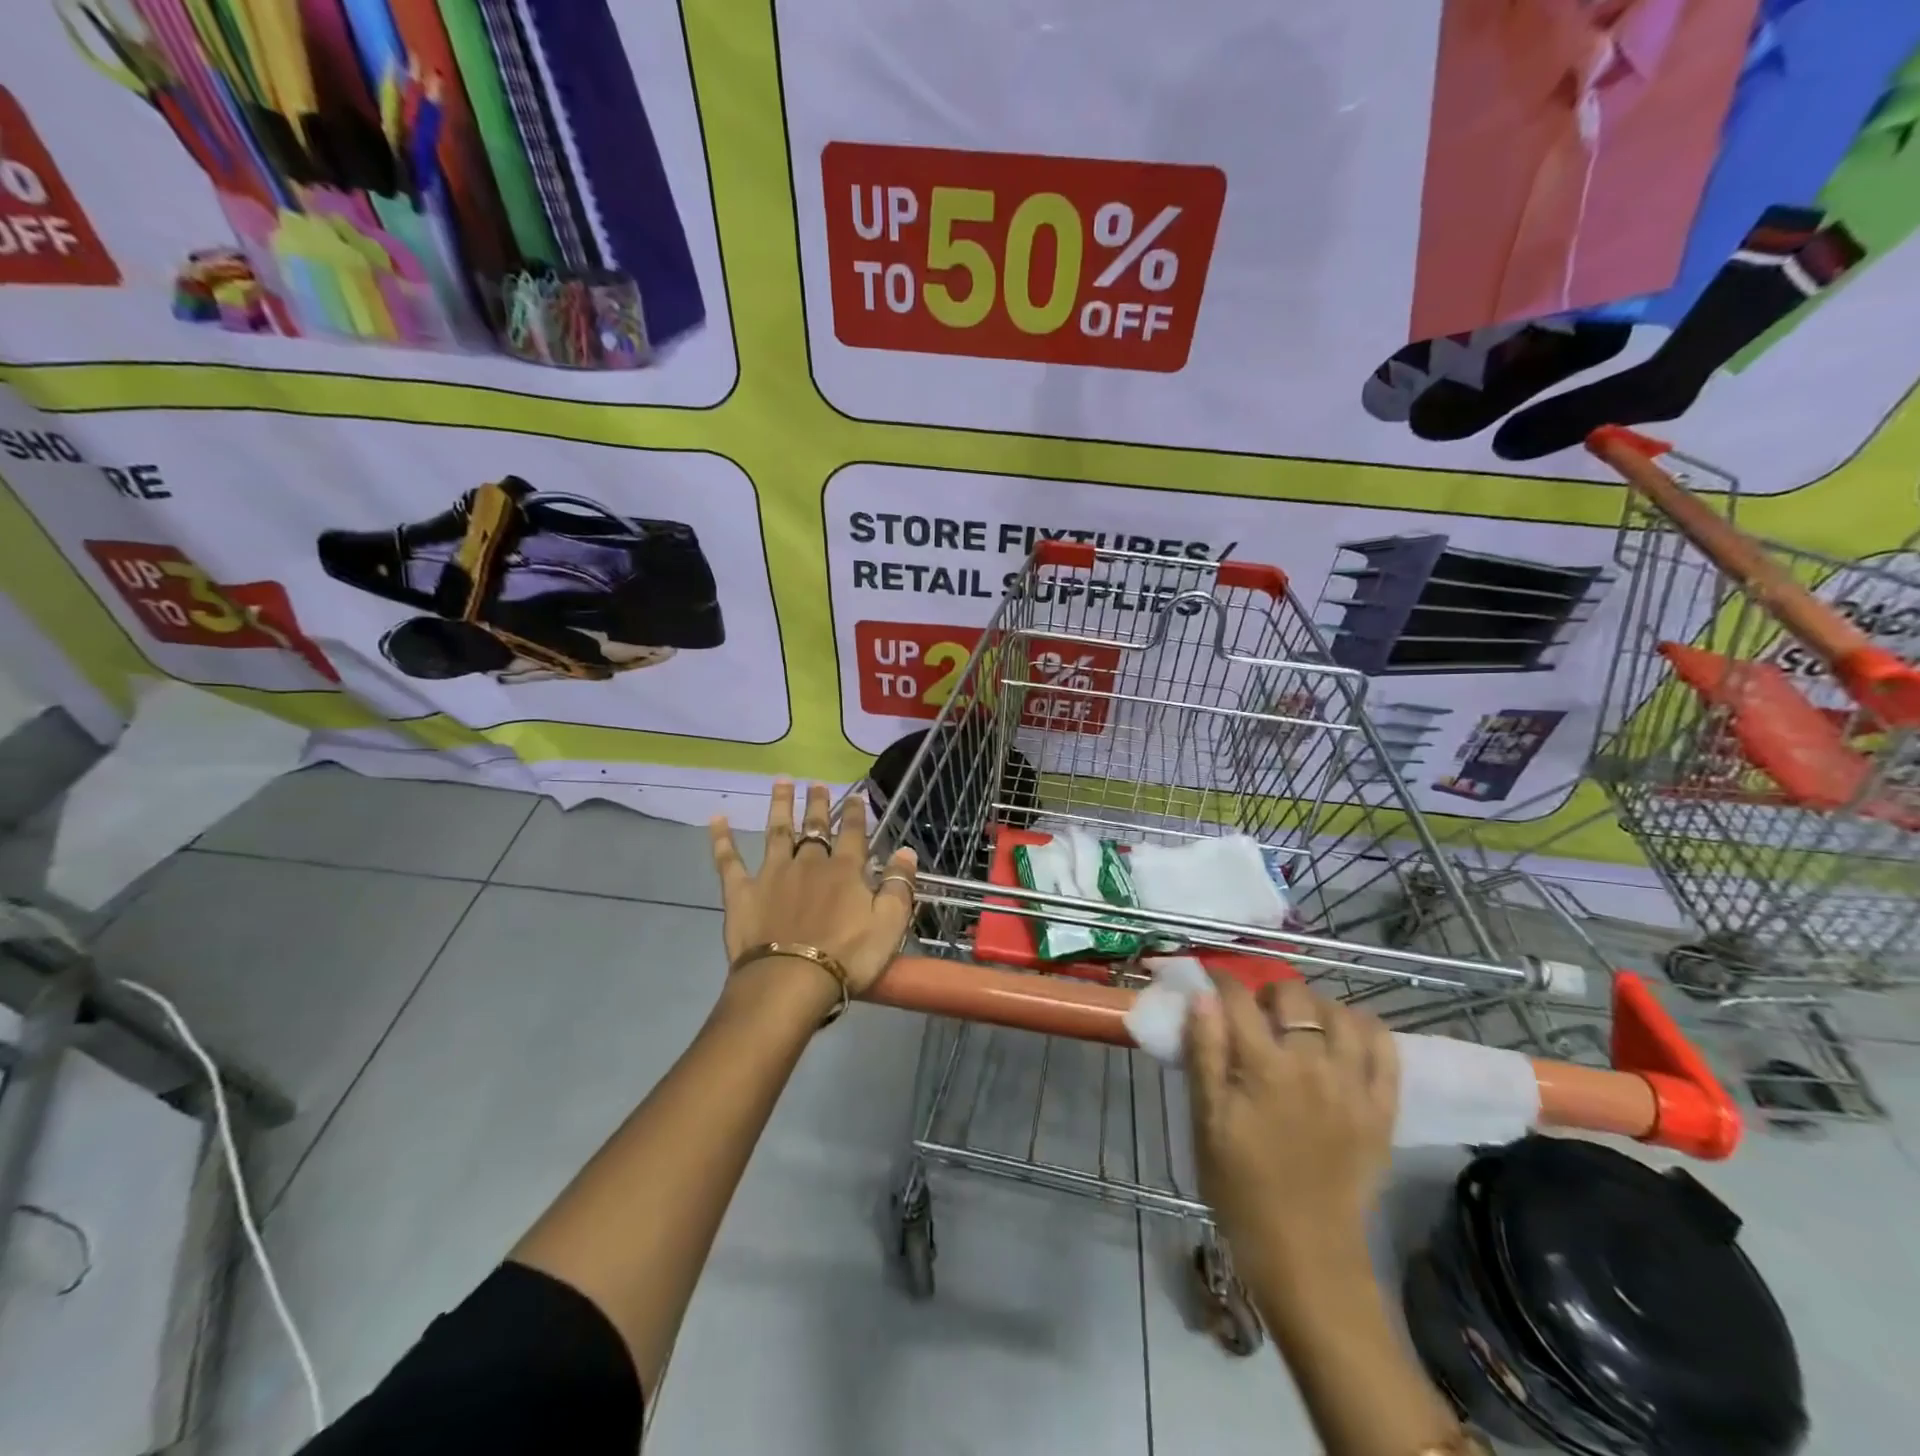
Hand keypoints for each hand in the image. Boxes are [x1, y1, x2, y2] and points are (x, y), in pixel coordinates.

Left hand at [709, 781, 917, 997]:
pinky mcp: (742, 892)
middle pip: (814, 827)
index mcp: (844, 870)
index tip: (855, 795)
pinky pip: (729, 861)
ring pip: (776, 832)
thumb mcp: (889, 924)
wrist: (789, 981)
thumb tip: (906, 851)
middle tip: (816, 782)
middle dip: (817, 804)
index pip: (853, 833)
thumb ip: (899, 885)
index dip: (855, 813)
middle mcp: (808, 863)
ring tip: (780, 781)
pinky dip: (722, 840)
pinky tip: (717, 819)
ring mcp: (772, 874)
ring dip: (779, 805)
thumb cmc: (846, 956)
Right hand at [1184, 979, 1396, 1267]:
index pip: (1239, 999)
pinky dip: (1365, 1030)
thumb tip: (1203, 996)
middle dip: (1268, 990)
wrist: (1306, 1256)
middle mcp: (1314, 1066)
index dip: (1220, 980)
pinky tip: (1345, 1036)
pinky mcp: (1383, 1110)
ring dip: (1316, 1007)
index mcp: (1264, 1069)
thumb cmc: (1241, 1188)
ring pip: (1342, 1013)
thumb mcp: (1206, 1122)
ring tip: (1300, 1024)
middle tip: (1254, 1012)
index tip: (1210, 980)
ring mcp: (1355, 1086)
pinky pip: (1386, 1050)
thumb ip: (1204, 1054)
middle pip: (1294, 996)